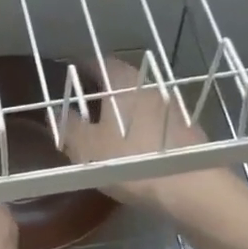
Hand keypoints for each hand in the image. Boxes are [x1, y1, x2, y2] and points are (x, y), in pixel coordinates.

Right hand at [62, 55, 247, 225]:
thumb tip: (57, 113)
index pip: (100, 62)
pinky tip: (138, 147)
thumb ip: (68, 127)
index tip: (71, 78)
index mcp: (122, 82)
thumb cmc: (128, 160)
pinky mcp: (189, 128)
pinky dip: (145, 127)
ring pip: (142, 101)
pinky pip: (158, 121)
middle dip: (105, 91)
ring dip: (127, 110)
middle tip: (87, 107)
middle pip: (123, 80)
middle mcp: (150, 85)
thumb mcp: (86, 148)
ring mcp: (173, 106)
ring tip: (110, 129)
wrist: (189, 186)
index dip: (83, 69)